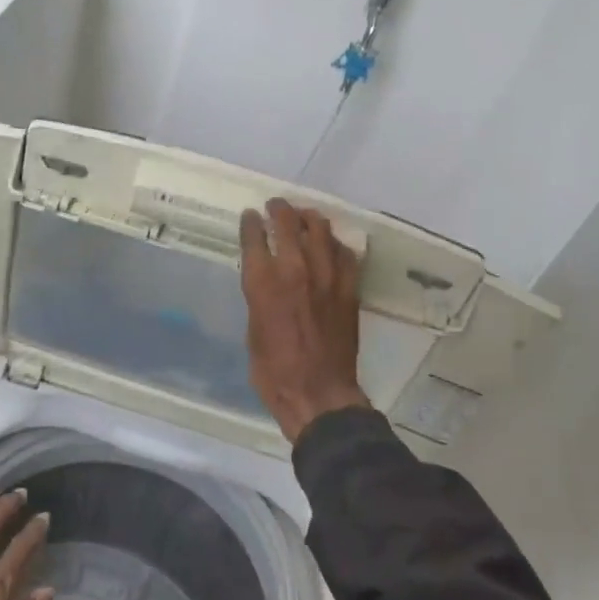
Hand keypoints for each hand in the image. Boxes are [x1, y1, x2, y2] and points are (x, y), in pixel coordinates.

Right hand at [240, 198, 372, 442]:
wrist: (318, 393)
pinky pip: (346, 255)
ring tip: (305, 216)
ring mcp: (327, 278)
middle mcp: (295, 271)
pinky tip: (332, 245)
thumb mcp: (253, 331)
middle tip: (276, 206)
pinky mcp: (349, 289)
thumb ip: (259, 299)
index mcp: (263, 283)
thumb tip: (265, 283)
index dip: (251, 223)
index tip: (250, 216)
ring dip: (310, 219)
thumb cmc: (273, 371)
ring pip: (321, 232)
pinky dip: (336, 245)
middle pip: (288, 225)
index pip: (254, 238)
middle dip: (279, 210)